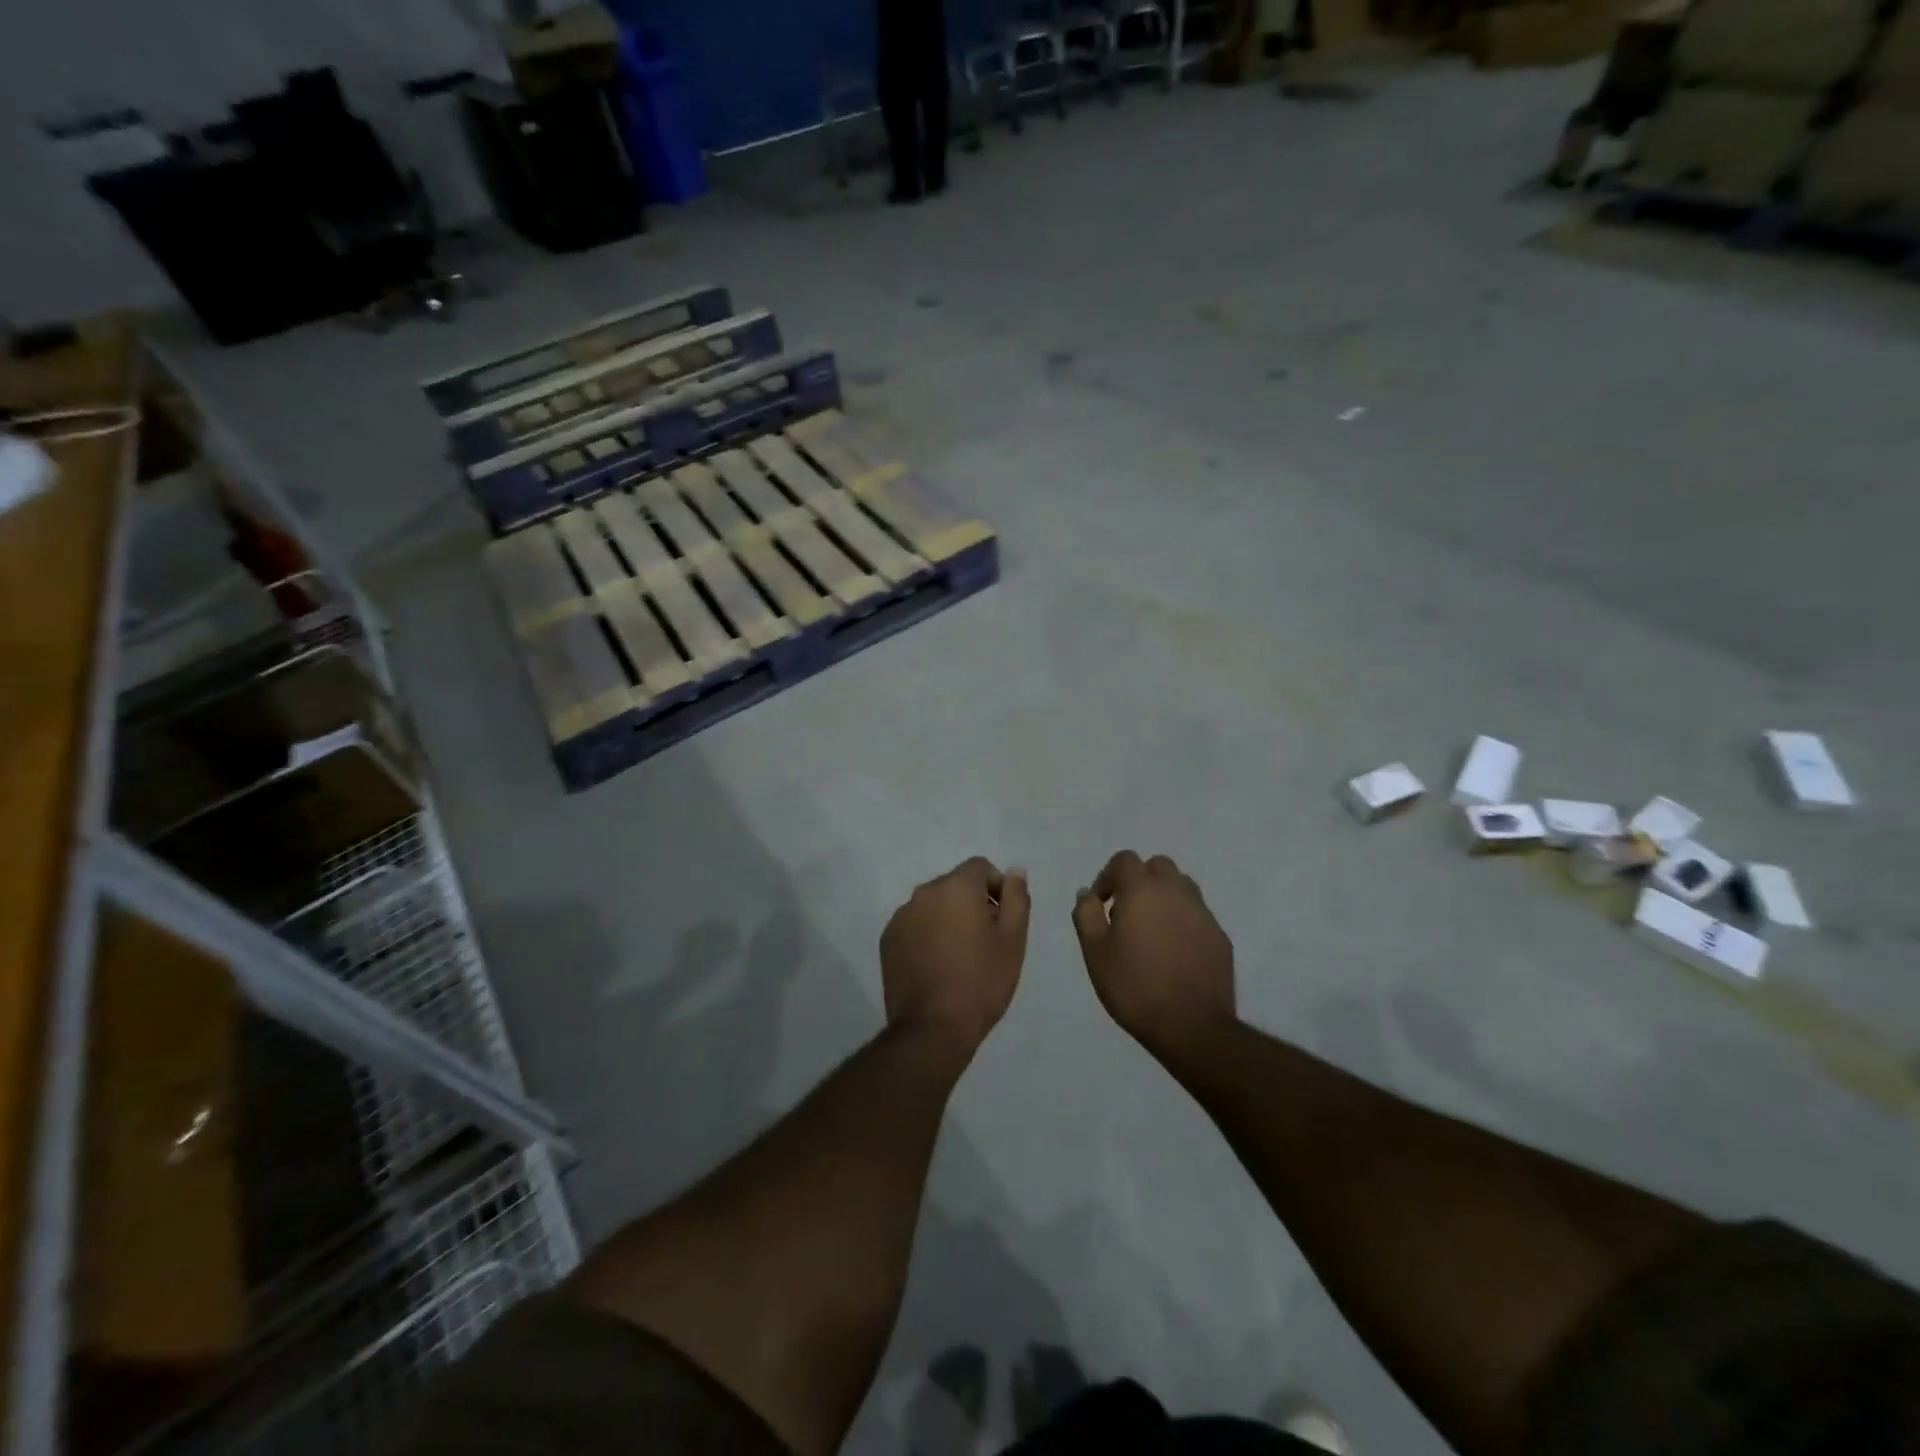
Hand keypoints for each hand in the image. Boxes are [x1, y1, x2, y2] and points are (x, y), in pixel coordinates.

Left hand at [881, 857, 1030, 1056]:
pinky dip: (927, 936)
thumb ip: (1016, 898)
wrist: (933, 1027)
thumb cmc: (981, 981)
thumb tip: (1013, 872)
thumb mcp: (1013, 940)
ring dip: (947, 919)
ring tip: (959, 958)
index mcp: (956, 887)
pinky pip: (914, 925)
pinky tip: (936, 967)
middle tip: (984, 942)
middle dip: (971, 904)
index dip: (996, 888)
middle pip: (955, 885)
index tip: (1002, 921)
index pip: (980, 867)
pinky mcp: (888, 940)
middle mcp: (924, 893)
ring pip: (933, 906)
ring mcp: (902, 916)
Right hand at [1072, 851, 1235, 1062]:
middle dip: (1139, 881)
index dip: (1108, 877)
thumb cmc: (1134, 986)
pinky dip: (1183, 921)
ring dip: (1164, 897)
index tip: (1101, 905)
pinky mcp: (1220, 936)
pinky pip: (1197, 915)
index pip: (1124, 860)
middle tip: (1126, 913)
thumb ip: (1086, 915)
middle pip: (1158, 867)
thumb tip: (1087, 893)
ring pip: (1181, 887)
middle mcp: (1176, 892)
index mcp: (1143, 890)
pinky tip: (1174, 952)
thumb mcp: (1095, 952)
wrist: (1191, 1026)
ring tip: (1151, 930)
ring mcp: (1203, 913)